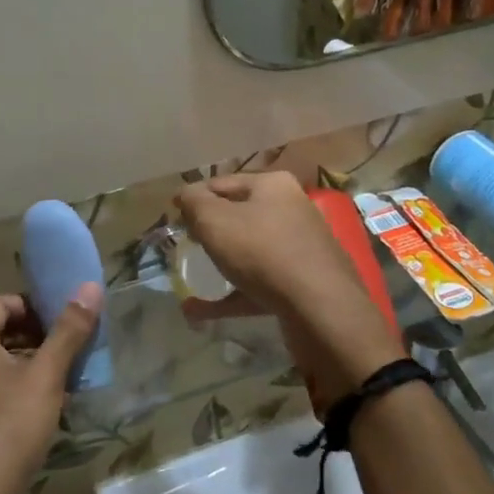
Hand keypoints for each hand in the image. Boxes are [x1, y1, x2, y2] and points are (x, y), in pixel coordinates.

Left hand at [0, 285, 102, 493]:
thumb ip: (69, 331)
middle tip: (74, 347)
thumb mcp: (45, 377)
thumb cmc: (9, 431)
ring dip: (33, 365)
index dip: (33, 304)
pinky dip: (21, 391)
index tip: (67, 319)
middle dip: (38, 335)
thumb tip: (91, 286)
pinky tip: (50, 410)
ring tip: (69, 377)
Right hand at [173, 171, 360, 316]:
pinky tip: (200, 311)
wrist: (320, 307)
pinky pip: (259, 282)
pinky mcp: (303, 281)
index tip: (172, 214)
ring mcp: (300, 247)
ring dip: (220, 264)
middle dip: (210, 230)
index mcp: (273, 185)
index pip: (222, 182)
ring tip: (192, 278)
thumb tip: (185, 194)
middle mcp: (291, 209)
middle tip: (185, 244)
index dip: (194, 197)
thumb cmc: (262, 251)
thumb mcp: (215, 221)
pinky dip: (232, 293)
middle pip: (239, 215)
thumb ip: (194, 202)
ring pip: (250, 250)